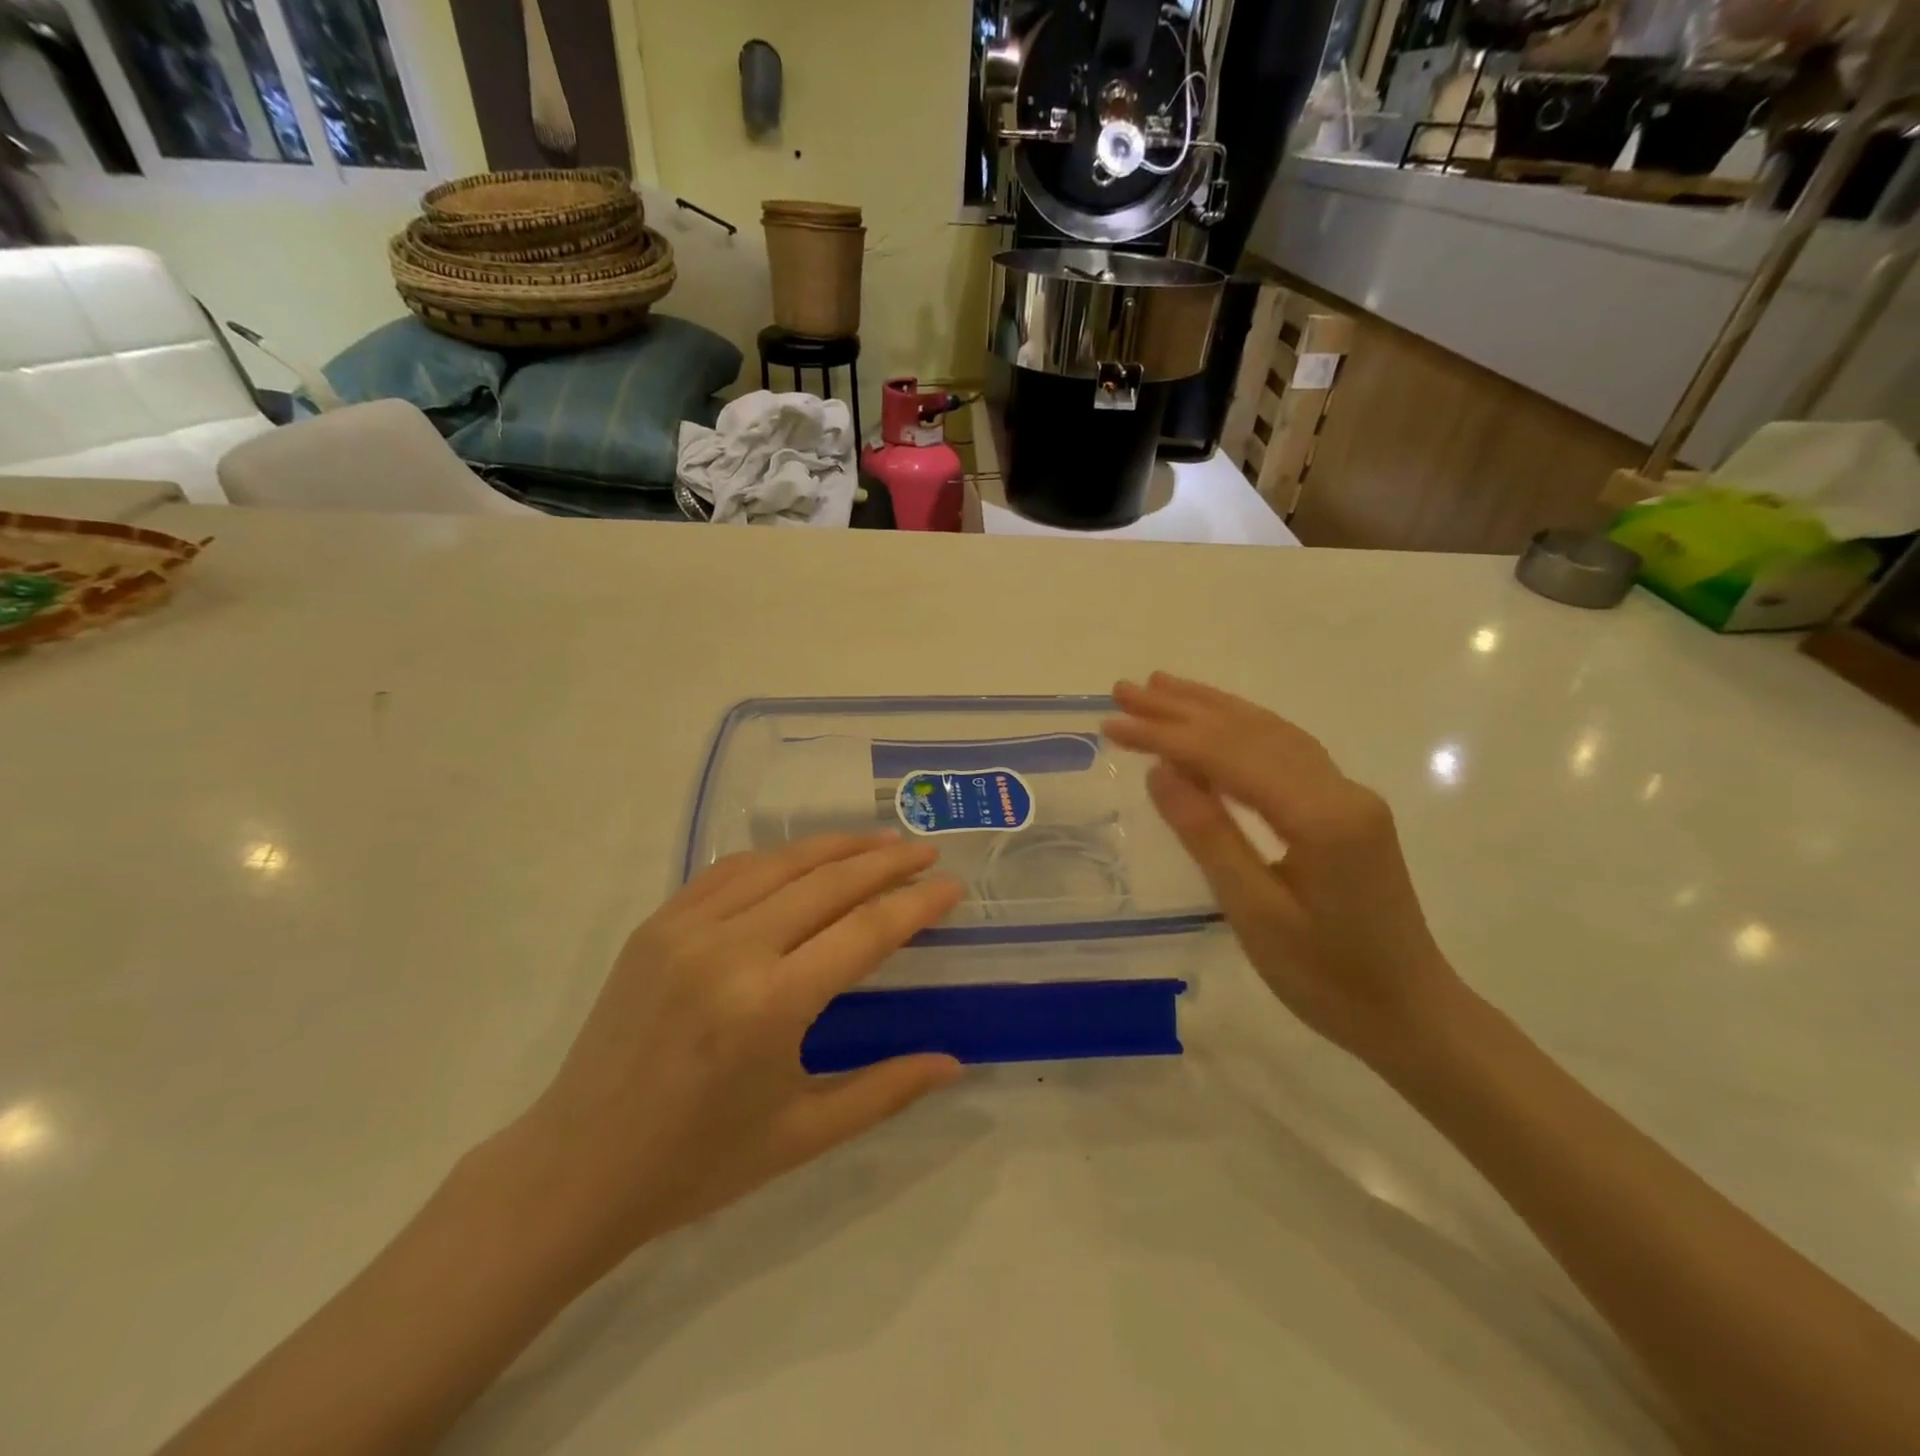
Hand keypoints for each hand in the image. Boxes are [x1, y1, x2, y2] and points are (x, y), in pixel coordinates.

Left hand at [506, 833, 964, 1277]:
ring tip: (879, 840)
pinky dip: (776, 857)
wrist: (577, 1166)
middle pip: (828, 883)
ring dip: (836, 846)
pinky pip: (729, 870)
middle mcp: (731, 950)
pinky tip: (803, 858)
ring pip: (779, 864)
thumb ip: (885, 1091)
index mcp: (770, 1006)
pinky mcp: (657, 923)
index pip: (864, 932)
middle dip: (886, 862)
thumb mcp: (802, 1135)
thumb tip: (953, 1063)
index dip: (915, 904)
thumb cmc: (697, 1163)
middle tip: (926, 851)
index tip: (951, 886)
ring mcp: (687, 928)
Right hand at [1105, 674, 1461, 1067]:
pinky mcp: (1346, 808)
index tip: (1111, 723)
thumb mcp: (1255, 913)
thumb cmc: (1327, 979)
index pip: (1229, 756)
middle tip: (1124, 690)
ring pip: (1271, 733)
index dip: (1165, 736)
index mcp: (1322, 817)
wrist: (1410, 1014)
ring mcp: (1348, 795)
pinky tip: (1217, 723)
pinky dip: (1242, 730)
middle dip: (1182, 709)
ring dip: (1212, 708)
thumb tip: (1160, 771)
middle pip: (1251, 732)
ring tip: (1160, 689)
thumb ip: (1208, 834)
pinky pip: (1286, 752)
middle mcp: (1340, 789)